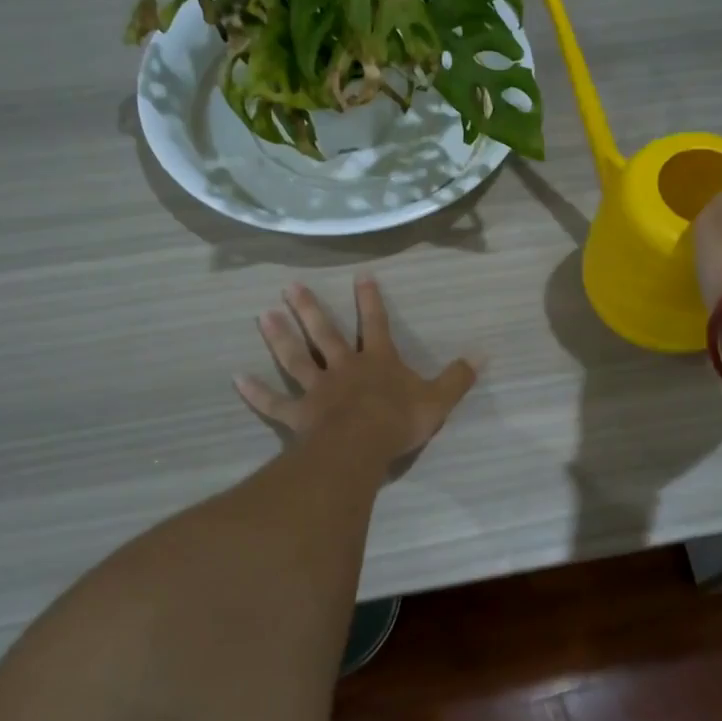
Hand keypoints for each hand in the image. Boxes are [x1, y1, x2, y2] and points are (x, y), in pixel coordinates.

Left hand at [235, 277, 478, 462]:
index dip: (369, 299)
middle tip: (290, 287)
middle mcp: (344, 367)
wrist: (362, 446)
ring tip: (263, 315)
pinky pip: (275, 402)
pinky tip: (238, 379)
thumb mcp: (439, 399)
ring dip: (280, 337)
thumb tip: (483, 354)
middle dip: (309, 309)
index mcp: (378, 360)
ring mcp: (318, 389)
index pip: (375, 323)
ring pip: (296, 358)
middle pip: (325, 333)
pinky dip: (257, 392)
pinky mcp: (300, 414)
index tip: (360, 274)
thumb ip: (458, 377)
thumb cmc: (399, 420)